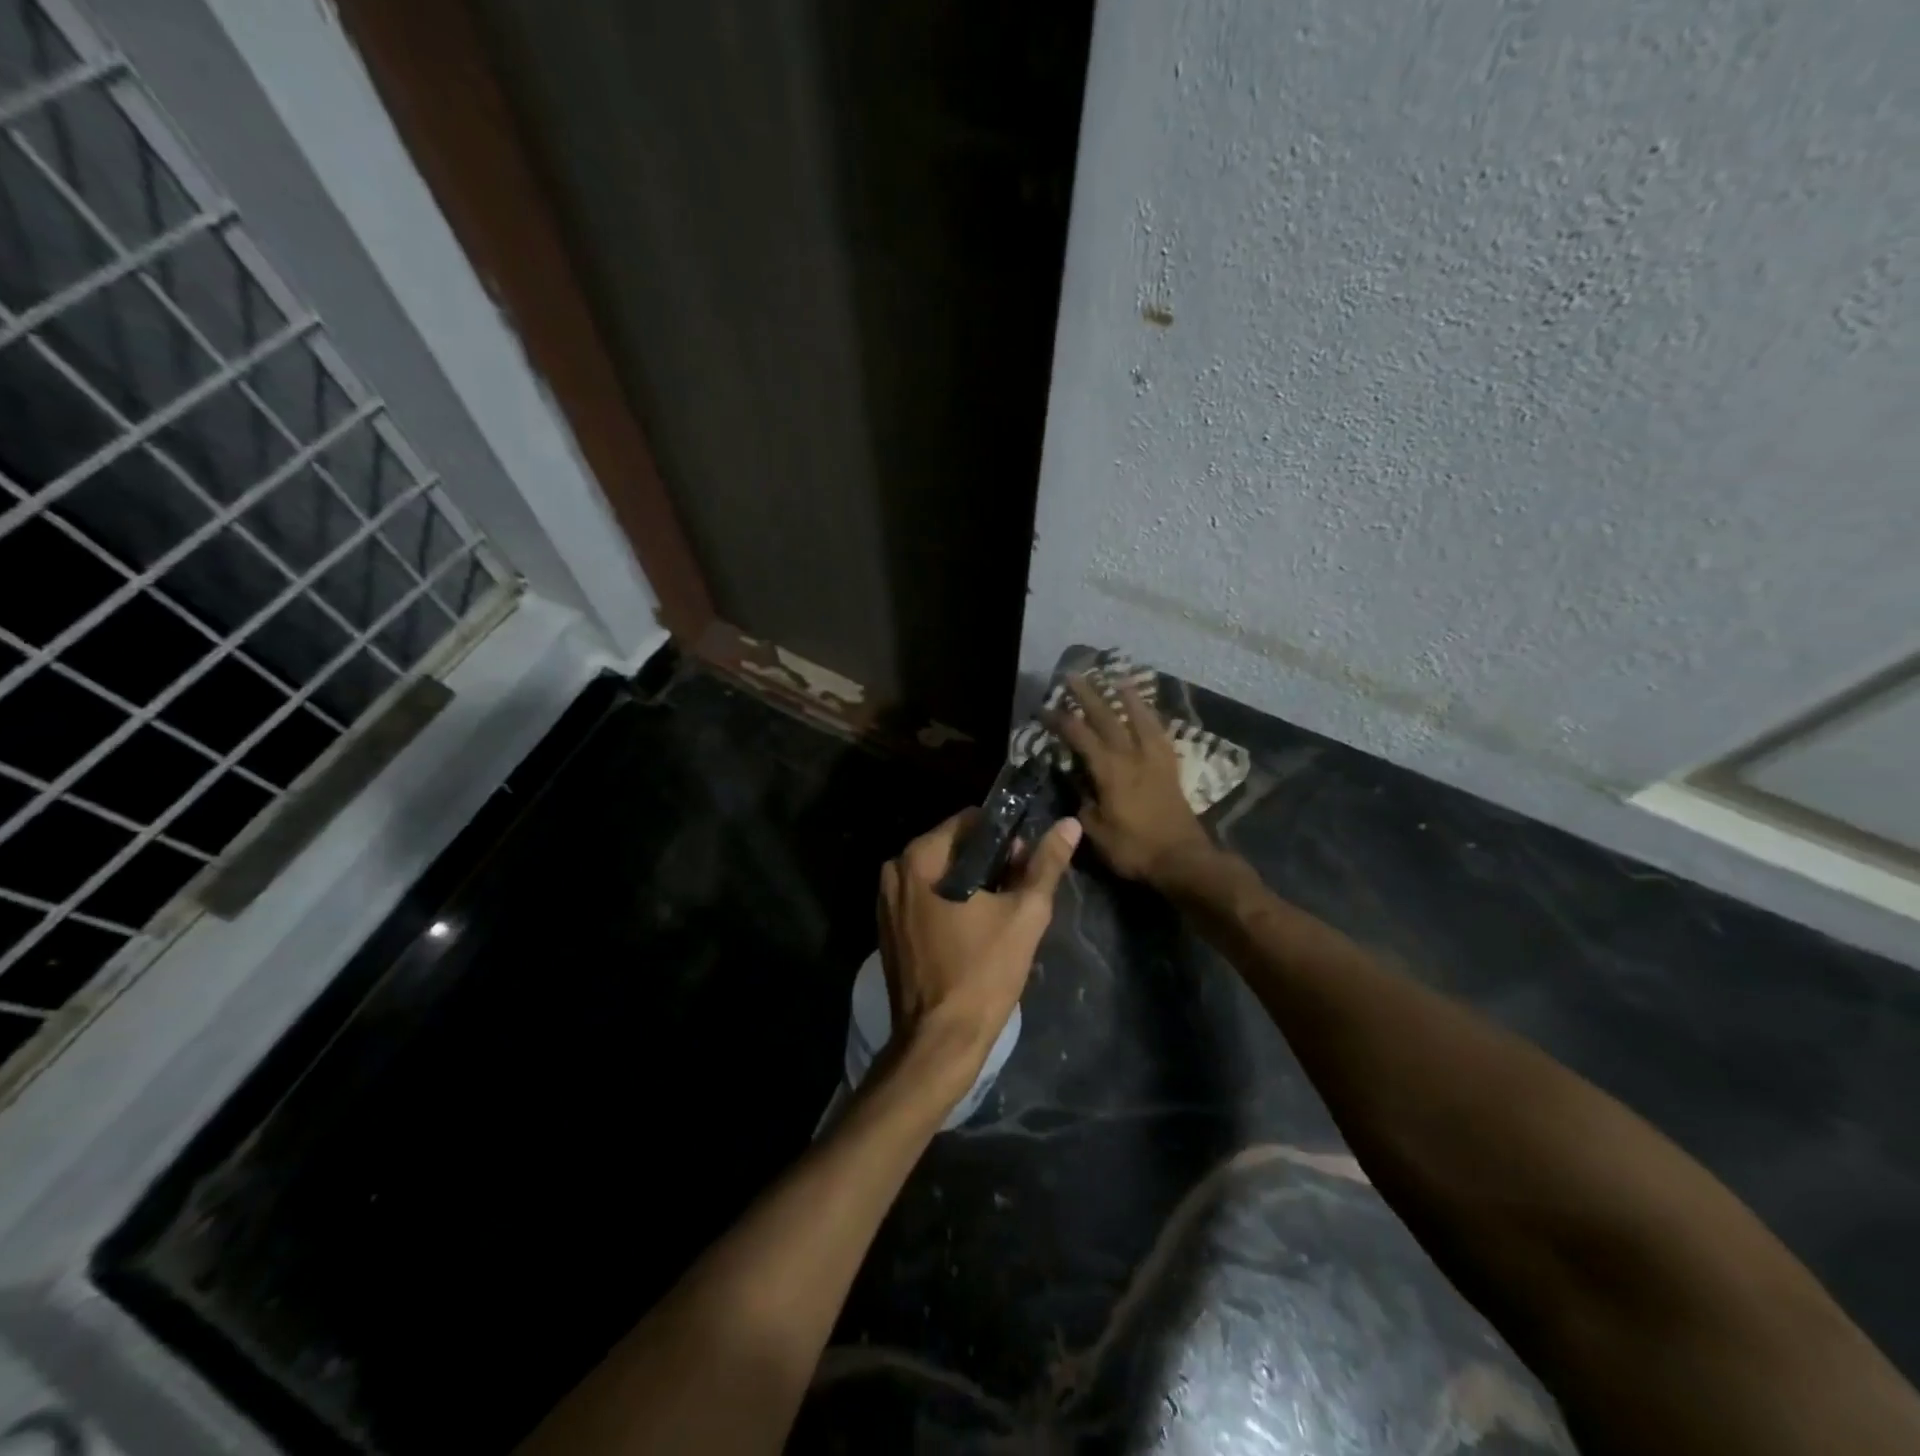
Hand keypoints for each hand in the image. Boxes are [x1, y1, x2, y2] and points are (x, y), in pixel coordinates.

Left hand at [876, 808, 1081, 1095]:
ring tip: (1002, 914)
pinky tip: (975, 930)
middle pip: (954, 847)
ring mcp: (886, 901)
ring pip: (940, 874)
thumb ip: (1045, 864)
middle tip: (1018, 893)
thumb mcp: (1024, 914)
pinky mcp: (888, 929)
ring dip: (971, 885)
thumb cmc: (983, 973)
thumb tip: (1068, 824)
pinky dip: (950, 904)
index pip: (970, 821)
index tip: (1025, 864)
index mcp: (920, 858)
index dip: (1004, 837)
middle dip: (989, 862)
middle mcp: (895, 871)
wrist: (939, 1042)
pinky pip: (926, 898)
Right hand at [1044, 674, 1213, 884]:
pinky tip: (1147, 713)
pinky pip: (1159, 732)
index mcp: (1109, 770)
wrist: (1182, 859)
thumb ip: (1082, 801)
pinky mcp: (1170, 767)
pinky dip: (1151, 717)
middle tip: (1074, 675)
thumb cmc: (1134, 848)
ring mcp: (1154, 759)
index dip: (1060, 720)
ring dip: (1127, 697)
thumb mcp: (1096, 831)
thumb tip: (1074, 781)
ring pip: (1140, 718)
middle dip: (1089, 695)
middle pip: (1108, 717)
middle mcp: (1132, 756)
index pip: (1079, 736)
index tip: (1044, 707)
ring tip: (1117, 678)